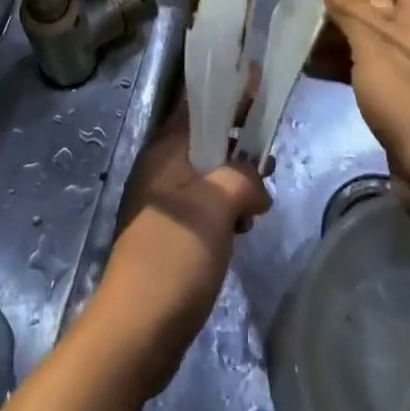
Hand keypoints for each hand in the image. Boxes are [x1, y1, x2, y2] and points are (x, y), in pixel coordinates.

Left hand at [92, 98, 269, 392]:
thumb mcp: (217, 204)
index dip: (228, 89)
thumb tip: (258, 188)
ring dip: (238, 174)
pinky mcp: (175, 234)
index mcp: (166, 150)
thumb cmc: (174, 256)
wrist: (137, 331)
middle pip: (206, 136)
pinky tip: (249, 221)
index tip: (259, 79)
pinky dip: (229, 204)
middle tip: (272, 140)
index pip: (198, 103)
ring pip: (210, 171)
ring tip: (267, 184)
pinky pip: (208, 203)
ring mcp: (167, 203)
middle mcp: (163, 168)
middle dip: (239, 134)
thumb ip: (243, 178)